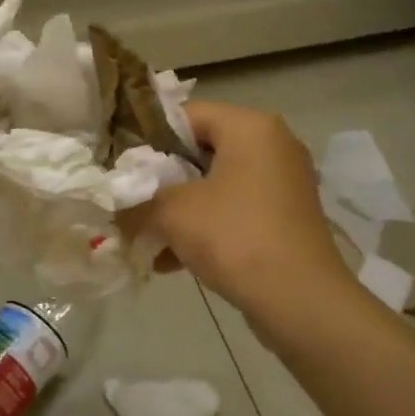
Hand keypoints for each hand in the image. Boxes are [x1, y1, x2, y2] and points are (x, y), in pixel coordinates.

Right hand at [135, 100, 351, 314]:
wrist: (300, 301)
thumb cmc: (234, 237)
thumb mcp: (172, 213)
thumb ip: (136, 201)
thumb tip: (113, 206)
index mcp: (250, 127)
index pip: (186, 114)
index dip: (148, 137)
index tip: (121, 166)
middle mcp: (273, 145)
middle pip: (201, 150)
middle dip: (161, 179)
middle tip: (130, 199)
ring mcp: (283, 183)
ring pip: (216, 186)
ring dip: (179, 210)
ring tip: (144, 237)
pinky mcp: (286, 218)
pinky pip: (235, 212)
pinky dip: (205, 229)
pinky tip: (170, 262)